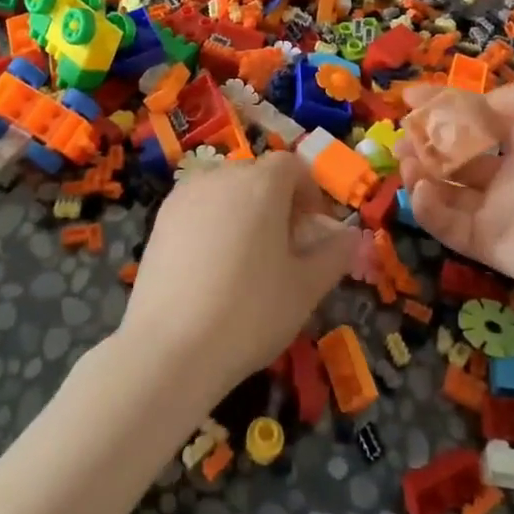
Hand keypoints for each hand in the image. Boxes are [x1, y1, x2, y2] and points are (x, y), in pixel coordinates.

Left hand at [117, 152, 359, 405]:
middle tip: (285, 248)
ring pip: (225, 190)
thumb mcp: (306, 289)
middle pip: (257, 175)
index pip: (291, 166)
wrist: (169, 348)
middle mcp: (221, 177)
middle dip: (277, 202)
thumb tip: (353, 236)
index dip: (309, 192)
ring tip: (247, 259)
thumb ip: (334, 254)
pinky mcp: (160, 219)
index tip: (314, 229)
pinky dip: (213, 223)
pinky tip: (212, 268)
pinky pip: (198, 207)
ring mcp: (185, 196)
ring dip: (244, 211)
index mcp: (261, 184)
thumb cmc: (249, 313)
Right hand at [398, 77, 513, 305]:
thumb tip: (481, 105)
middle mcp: (511, 172)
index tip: (408, 98)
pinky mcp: (486, 244)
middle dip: (424, 141)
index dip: (442, 104)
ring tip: (408, 162)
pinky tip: (422, 190)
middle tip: (401, 137)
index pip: (477, 116)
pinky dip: (428, 208)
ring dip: (420, 172)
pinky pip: (447, 224)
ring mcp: (497, 210)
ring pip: (445, 187)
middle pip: (455, 153)